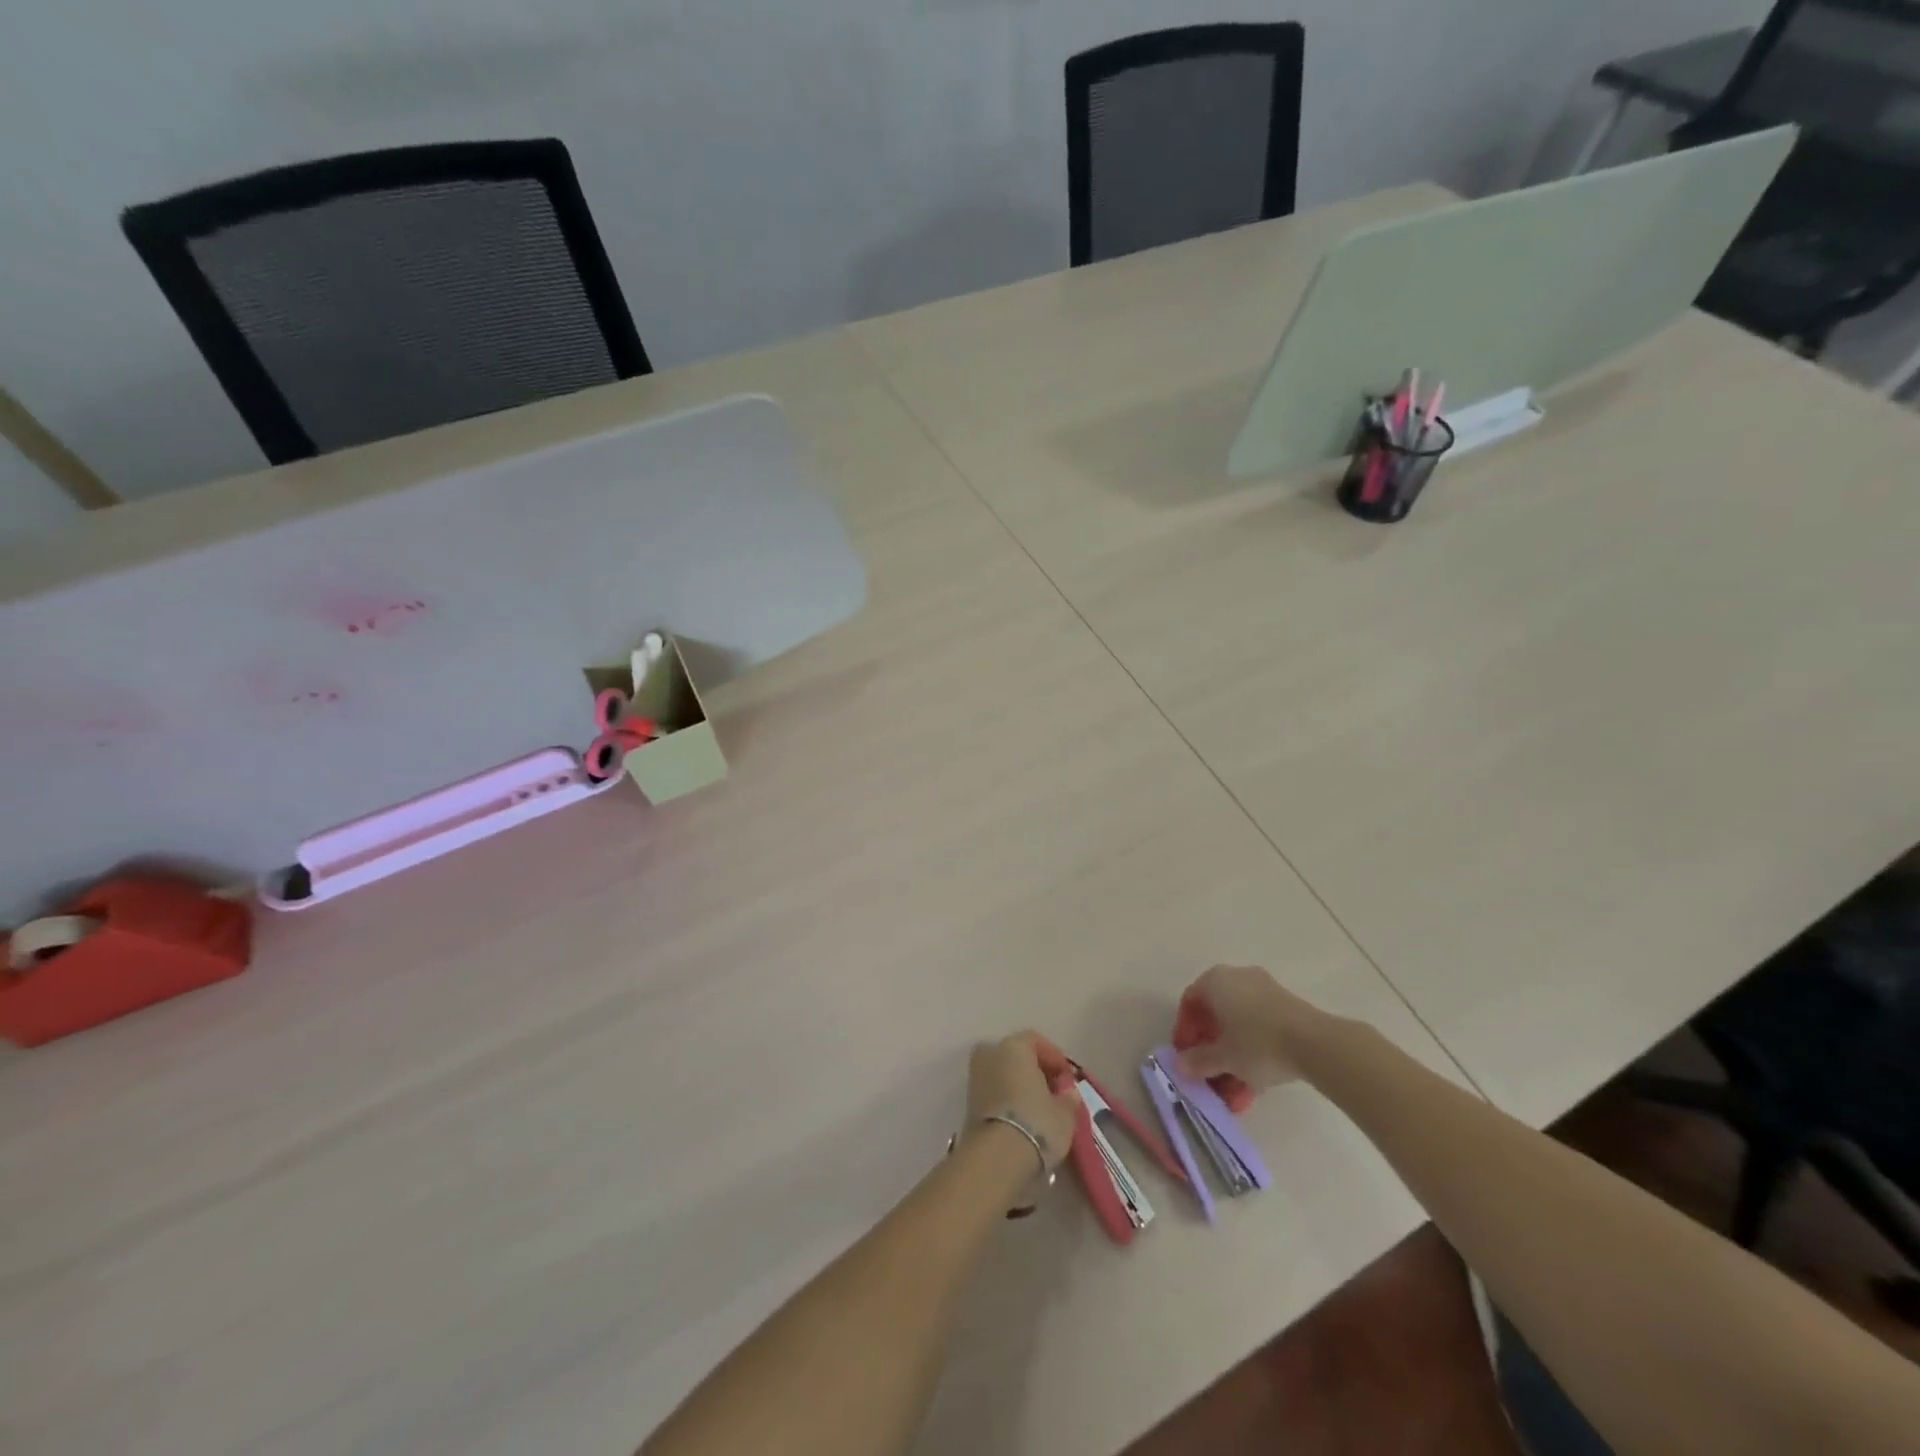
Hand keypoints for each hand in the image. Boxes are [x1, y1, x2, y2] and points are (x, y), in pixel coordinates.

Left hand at [964, 1032, 1079, 1170]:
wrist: (996, 1159)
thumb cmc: (1036, 1124)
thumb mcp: (1065, 1113)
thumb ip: (1068, 1098)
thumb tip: (1068, 1093)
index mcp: (1013, 1046)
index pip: (1036, 1041)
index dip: (1054, 1058)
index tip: (1067, 1079)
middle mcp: (990, 1054)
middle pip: (1016, 1056)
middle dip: (1034, 1071)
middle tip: (1053, 1092)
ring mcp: (975, 1078)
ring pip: (1002, 1074)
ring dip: (1019, 1087)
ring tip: (1039, 1110)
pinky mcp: (967, 1104)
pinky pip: (994, 1093)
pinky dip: (1007, 1101)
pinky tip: (1022, 1120)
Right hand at [1175, 964, 1333, 1092]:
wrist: (1316, 1043)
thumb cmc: (1258, 1044)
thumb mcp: (1224, 1057)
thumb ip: (1199, 1060)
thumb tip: (1180, 1065)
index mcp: (1215, 980)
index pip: (1190, 1001)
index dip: (1185, 1030)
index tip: (1188, 1055)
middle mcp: (1236, 975)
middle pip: (1214, 1009)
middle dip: (1210, 1041)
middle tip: (1210, 1067)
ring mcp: (1264, 986)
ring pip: (1238, 1017)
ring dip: (1231, 1046)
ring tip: (1234, 1079)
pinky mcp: (1286, 1002)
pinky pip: (1259, 1021)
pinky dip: (1252, 1043)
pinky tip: (1256, 1073)